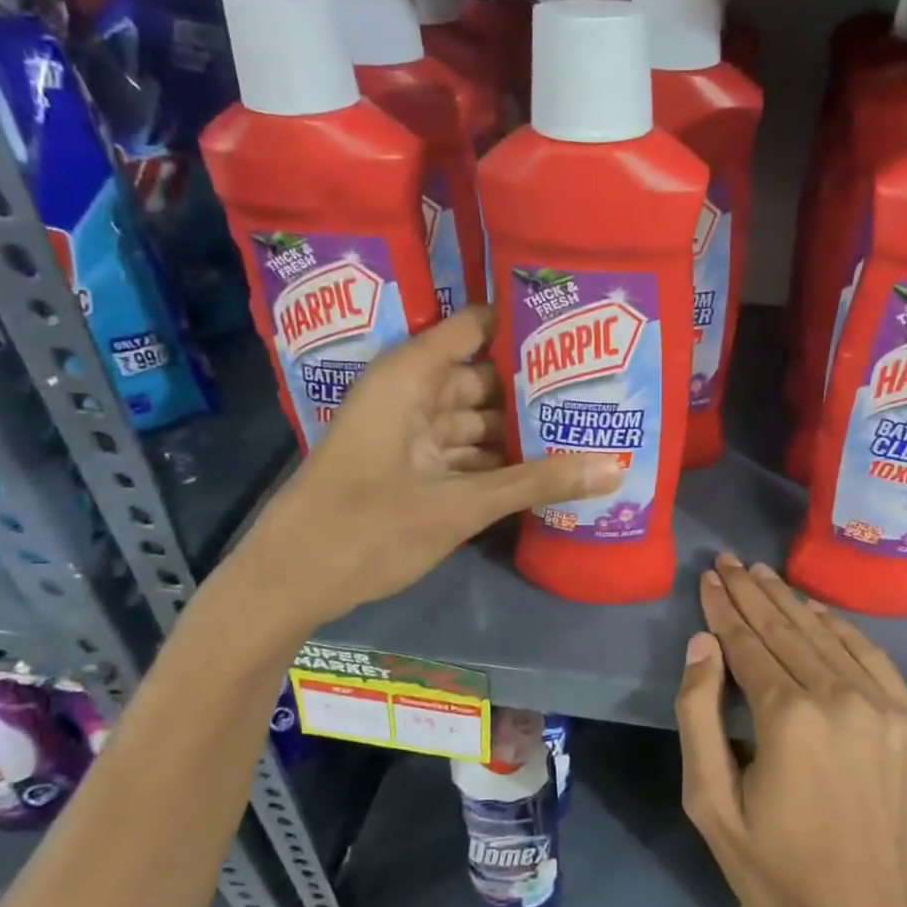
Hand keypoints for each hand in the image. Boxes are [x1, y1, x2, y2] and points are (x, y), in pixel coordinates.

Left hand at [237, 306, 618, 623]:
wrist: (292, 580)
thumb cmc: (369, 527)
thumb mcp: (461, 505)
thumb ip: (536, 483)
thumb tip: (614, 469)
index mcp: (411, 377)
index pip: (476, 328)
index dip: (524, 327)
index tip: (579, 333)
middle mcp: (410, 394)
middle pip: (483, 379)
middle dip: (533, 390)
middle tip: (597, 392)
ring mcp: (408, 433)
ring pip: (475, 421)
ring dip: (519, 433)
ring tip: (582, 431)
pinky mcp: (409, 467)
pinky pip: (462, 452)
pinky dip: (495, 462)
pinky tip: (542, 472)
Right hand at [675, 555, 906, 906]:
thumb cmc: (779, 869)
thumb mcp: (712, 804)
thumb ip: (699, 716)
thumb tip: (701, 644)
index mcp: (788, 716)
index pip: (747, 642)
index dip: (724, 608)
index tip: (710, 578)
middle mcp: (840, 696)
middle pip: (787, 628)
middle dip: (753, 592)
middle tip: (731, 562)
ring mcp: (886, 706)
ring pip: (828, 636)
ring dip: (792, 602)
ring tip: (765, 575)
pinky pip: (873, 657)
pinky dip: (841, 629)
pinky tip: (818, 612)